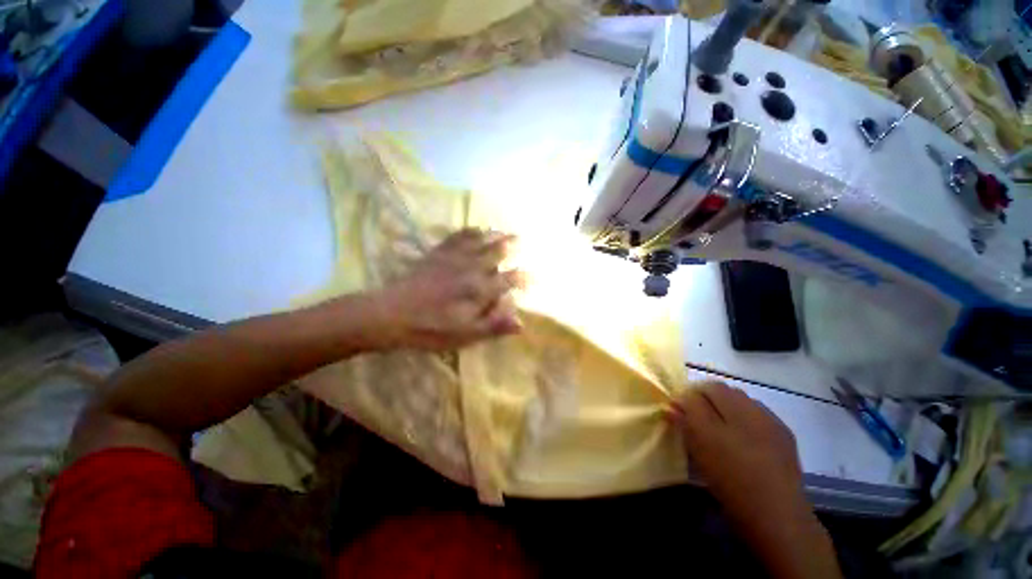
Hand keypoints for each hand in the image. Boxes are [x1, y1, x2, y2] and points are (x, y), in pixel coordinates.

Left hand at [371, 229, 523, 350]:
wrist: (391, 314)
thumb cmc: (431, 328)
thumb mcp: (465, 335)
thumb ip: (494, 326)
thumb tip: (521, 323)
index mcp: (480, 290)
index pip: (509, 280)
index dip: (523, 278)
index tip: (532, 276)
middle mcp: (472, 269)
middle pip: (496, 252)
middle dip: (510, 246)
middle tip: (520, 239)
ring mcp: (454, 258)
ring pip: (480, 241)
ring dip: (494, 234)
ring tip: (504, 230)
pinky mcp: (438, 253)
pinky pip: (457, 237)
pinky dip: (469, 231)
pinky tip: (474, 228)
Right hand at [670, 382, 841, 578]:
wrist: (778, 516)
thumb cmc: (731, 479)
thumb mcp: (700, 446)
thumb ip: (686, 417)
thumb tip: (675, 402)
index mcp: (732, 407)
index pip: (705, 386)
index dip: (688, 395)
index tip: (679, 411)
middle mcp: (753, 408)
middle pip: (723, 391)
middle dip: (706, 399)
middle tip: (695, 420)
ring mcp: (772, 422)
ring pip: (740, 402)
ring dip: (725, 408)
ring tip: (718, 430)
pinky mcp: (784, 437)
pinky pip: (757, 416)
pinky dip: (744, 419)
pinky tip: (742, 440)